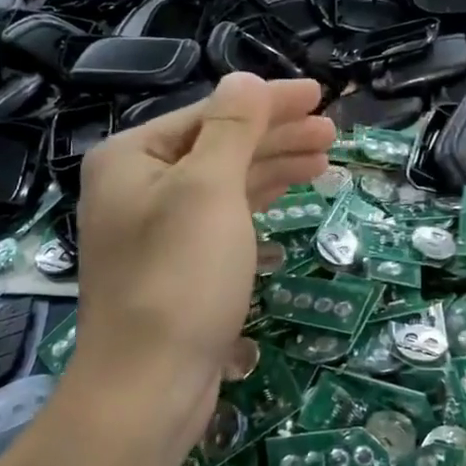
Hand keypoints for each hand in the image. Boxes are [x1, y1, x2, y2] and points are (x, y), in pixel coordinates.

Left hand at [70, 74, 334, 464]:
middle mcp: (138, 186)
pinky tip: (289, 193)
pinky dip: (258, 200)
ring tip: (324, 157)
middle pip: (219, 144)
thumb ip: (231, 127)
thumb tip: (244, 78)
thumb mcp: (208, 189)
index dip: (269, 101)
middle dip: (276, 133)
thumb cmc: (179, 278)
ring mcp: (157, 227)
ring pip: (224, 181)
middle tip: (332, 130)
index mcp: (133, 157)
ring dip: (274, 165)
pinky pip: (224, 215)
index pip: (211, 112)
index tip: (319, 95)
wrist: (147, 387)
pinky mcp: (178, 264)